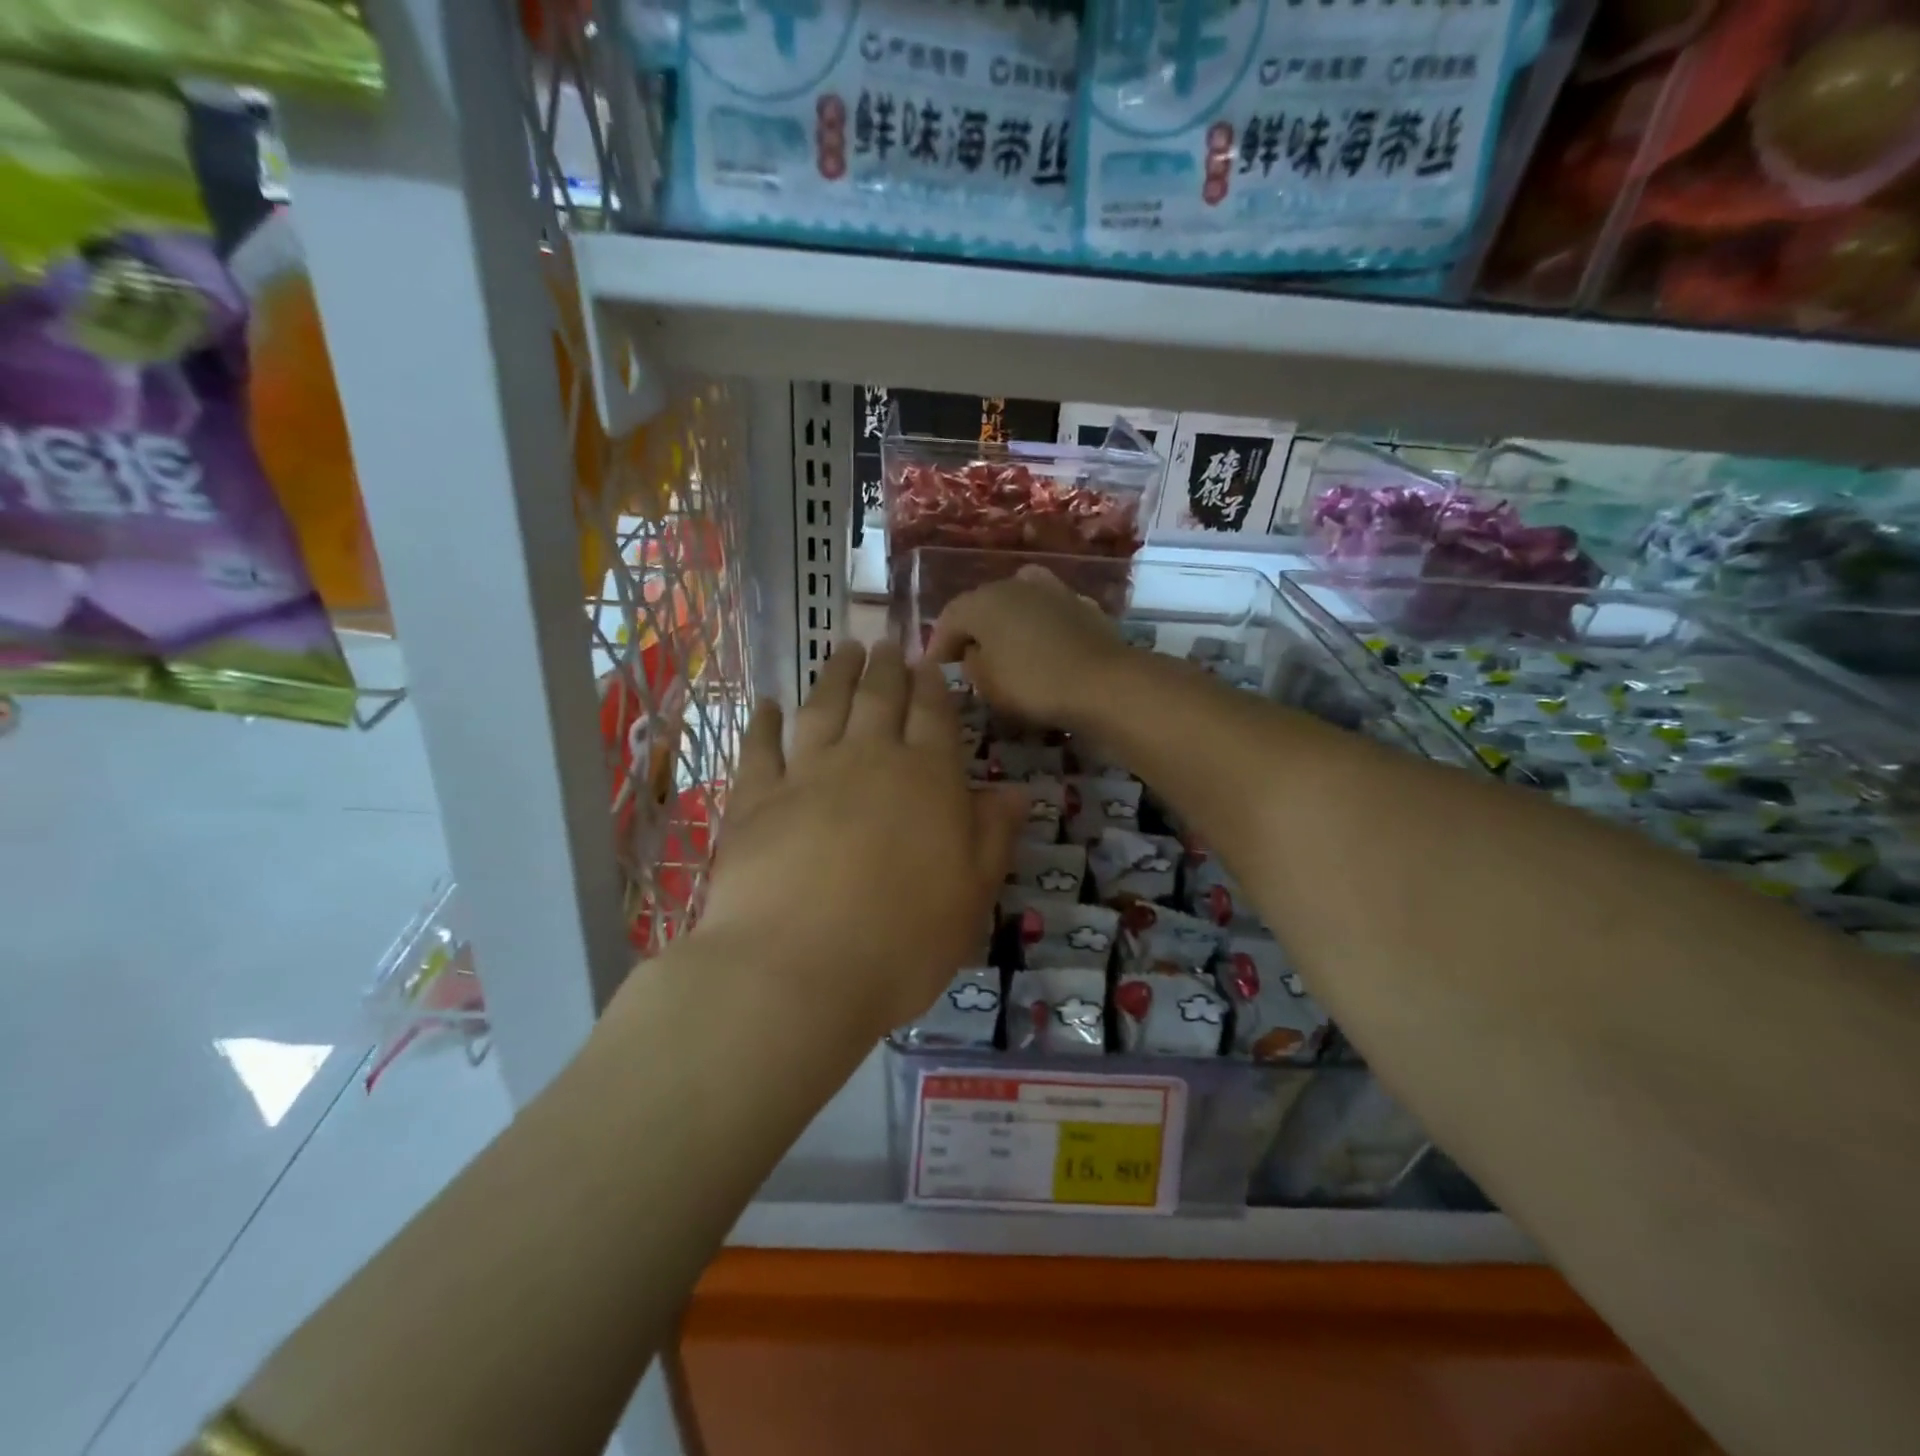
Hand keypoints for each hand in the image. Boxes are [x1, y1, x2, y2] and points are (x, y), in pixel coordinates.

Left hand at [697, 642, 1027, 1037]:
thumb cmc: (903, 940)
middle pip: (879, 698)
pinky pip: (760, 748)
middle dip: (886, 667)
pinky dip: (764, 722)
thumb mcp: (972, 895)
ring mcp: (806, 774)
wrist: (797, 970)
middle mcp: (868, 759)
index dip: (933, 686)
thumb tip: (1016, 791)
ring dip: (835, 675)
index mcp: (927, 779)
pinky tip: (768, 704)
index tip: (929, 662)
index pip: (934, 716)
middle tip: (886, 642)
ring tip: (842, 649)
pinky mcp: (754, 799)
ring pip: (824, 708)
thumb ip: (993, 836)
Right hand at [926, 565, 1134, 731]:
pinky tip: (1040, 646)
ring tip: (1004, 649)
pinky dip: (1037, 627)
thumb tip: (973, 653)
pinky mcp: (1081, 605)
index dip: (938, 644)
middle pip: (983, 605)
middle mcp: (1013, 585)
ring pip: (1017, 603)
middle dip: (971, 630)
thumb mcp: (987, 684)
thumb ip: (970, 664)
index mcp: (982, 601)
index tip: (934, 669)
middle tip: (965, 658)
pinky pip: (1046, 613)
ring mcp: (1052, 590)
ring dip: (1006, 623)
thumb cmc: (1033, 684)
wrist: (1104, 683)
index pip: (949, 618)